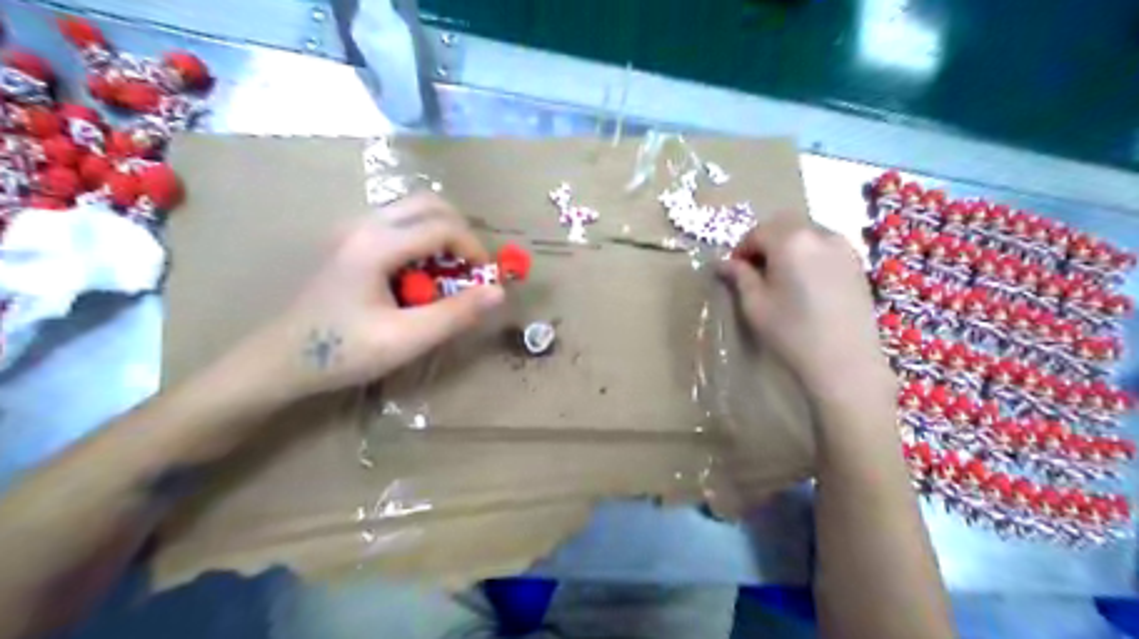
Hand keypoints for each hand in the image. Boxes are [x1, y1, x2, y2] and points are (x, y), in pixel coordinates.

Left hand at [230, 192, 501, 407]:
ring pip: (412, 209)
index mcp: (375, 244)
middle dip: (460, 232)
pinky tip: (418, 276)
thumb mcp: (406, 339)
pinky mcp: (347, 240)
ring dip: (440, 234)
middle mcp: (363, 224)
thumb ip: (455, 314)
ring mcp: (351, 228)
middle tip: (470, 268)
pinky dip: (421, 239)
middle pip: (428, 203)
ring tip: (448, 273)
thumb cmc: (342, 352)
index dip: (474, 248)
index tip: (486, 278)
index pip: (442, 226)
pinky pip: (397, 223)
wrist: (279, 360)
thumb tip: (499, 291)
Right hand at [719, 219, 898, 404]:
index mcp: (790, 241)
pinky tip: (804, 282)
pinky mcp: (856, 263)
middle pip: (783, 224)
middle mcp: (819, 234)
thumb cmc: (792, 333)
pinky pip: (824, 245)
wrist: (845, 362)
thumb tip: (723, 263)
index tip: (733, 271)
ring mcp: (843, 247)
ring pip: (806, 232)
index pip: (757, 232)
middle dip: (764, 241)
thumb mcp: (755, 305)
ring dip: (787, 245)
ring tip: (780, 276)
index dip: (741, 249)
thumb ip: (739, 277)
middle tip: (754, 271)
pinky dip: (808, 253)